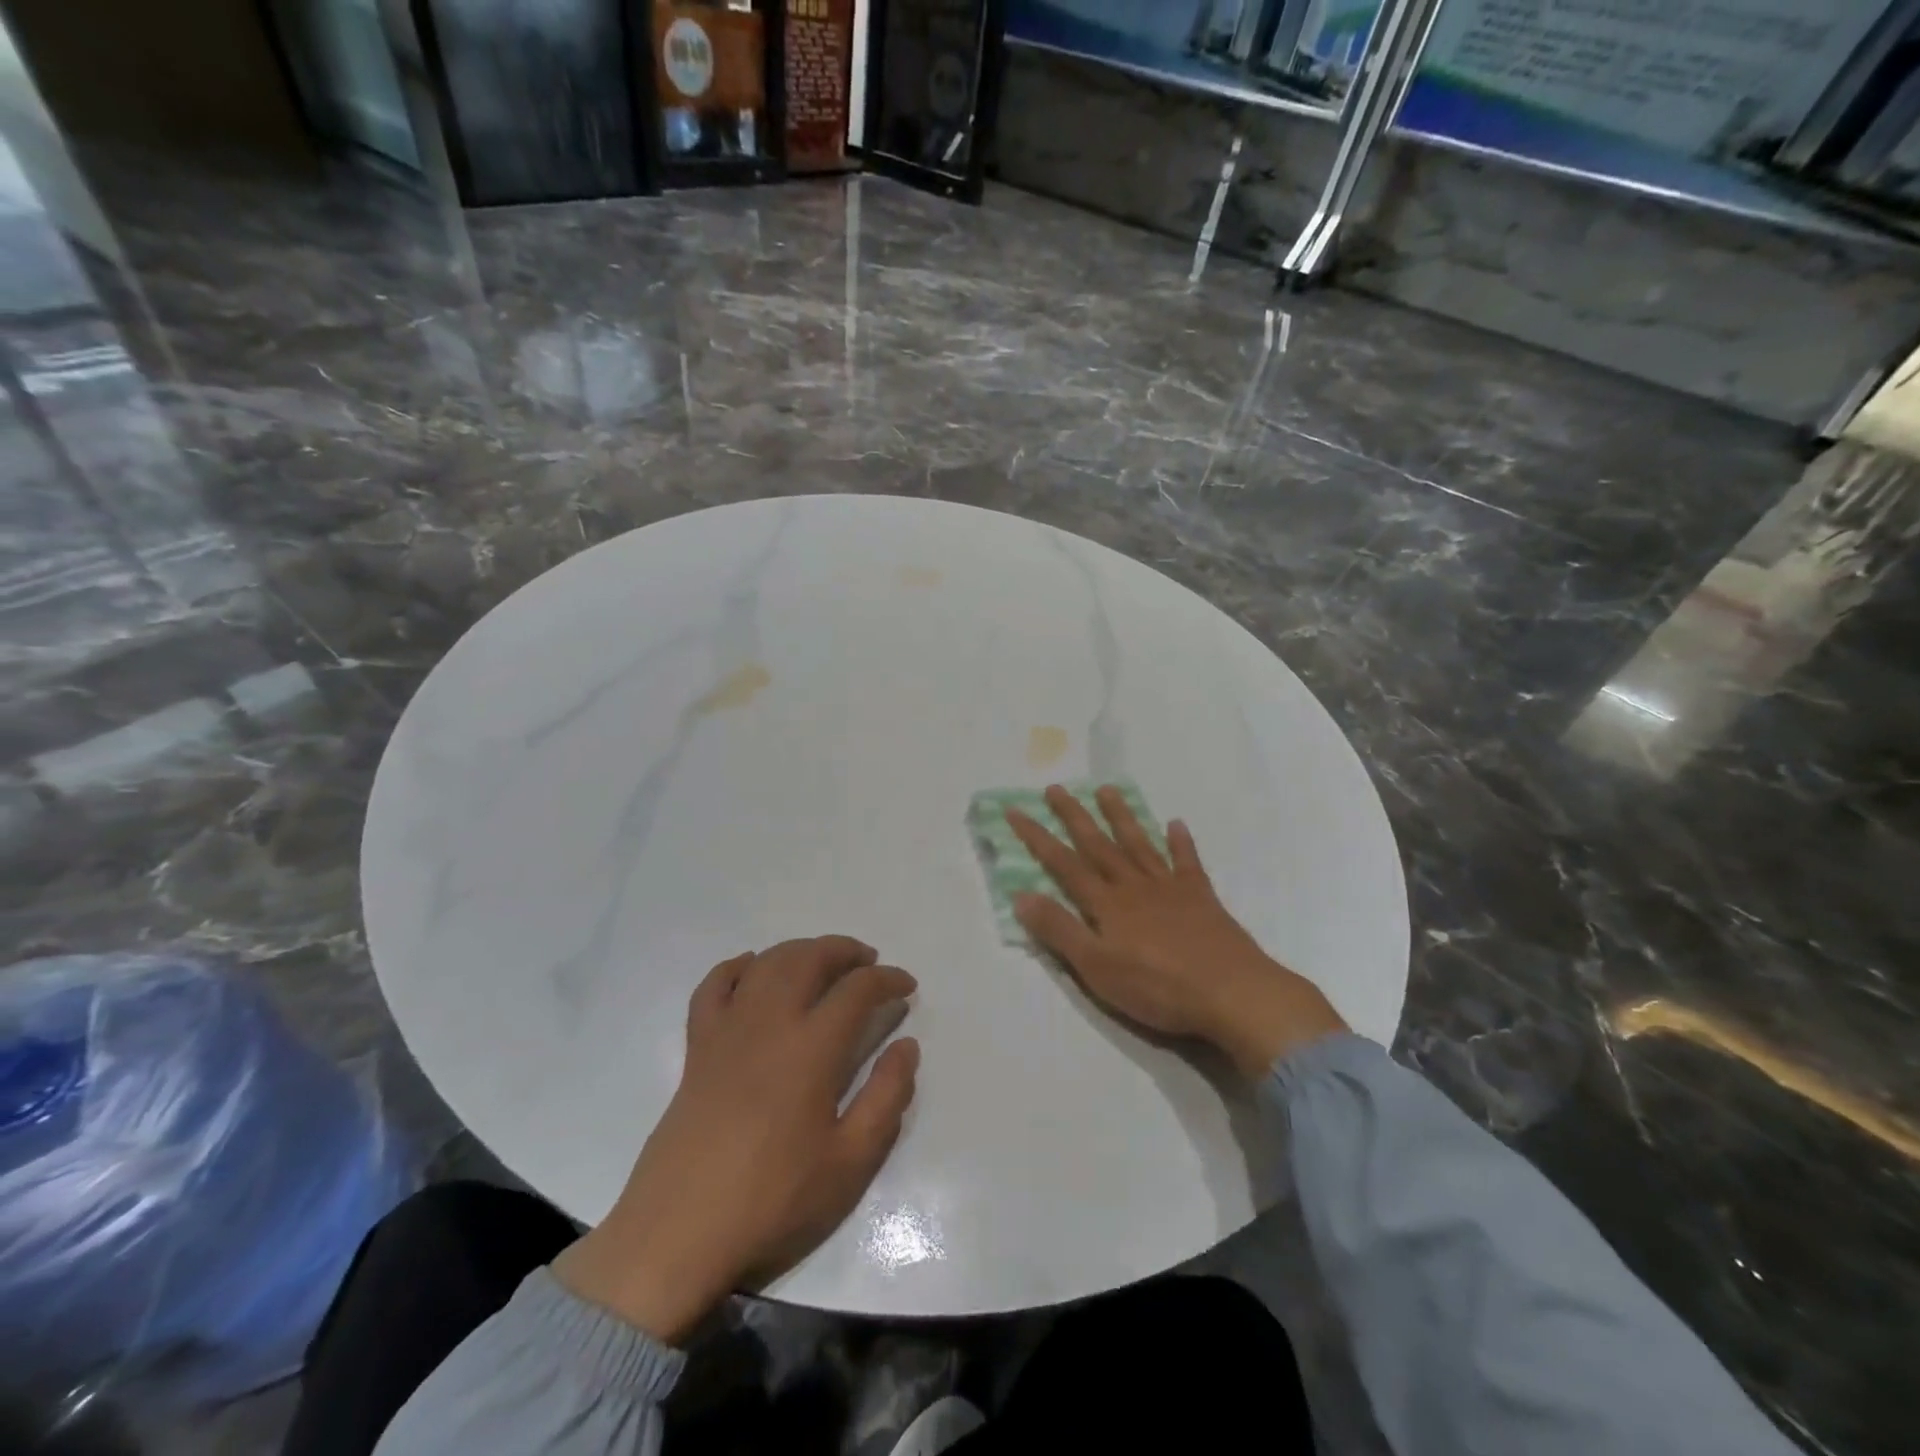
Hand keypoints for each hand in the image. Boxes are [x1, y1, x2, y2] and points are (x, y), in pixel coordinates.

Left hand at [552, 937, 918, 1343]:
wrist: (679, 1233)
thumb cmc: (773, 1200)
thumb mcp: (849, 1162)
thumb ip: (887, 1097)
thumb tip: (906, 1045)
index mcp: (812, 1048)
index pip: (858, 989)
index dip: (888, 979)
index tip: (907, 986)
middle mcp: (770, 1022)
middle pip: (810, 958)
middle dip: (845, 950)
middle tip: (868, 963)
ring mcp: (728, 1030)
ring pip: (767, 963)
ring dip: (801, 950)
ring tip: (823, 961)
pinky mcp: (697, 1047)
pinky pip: (713, 986)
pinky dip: (736, 967)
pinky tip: (752, 968)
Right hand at [1006, 785, 1347, 1080]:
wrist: (1231, 992)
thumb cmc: (1157, 987)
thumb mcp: (1096, 968)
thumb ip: (1059, 930)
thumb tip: (1021, 895)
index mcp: (1106, 904)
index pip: (1063, 863)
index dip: (1037, 837)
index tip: (1016, 810)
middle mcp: (1134, 885)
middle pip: (1098, 844)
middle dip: (1074, 816)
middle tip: (1056, 788)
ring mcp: (1170, 888)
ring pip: (1138, 843)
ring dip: (1121, 816)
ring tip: (1107, 789)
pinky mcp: (1201, 897)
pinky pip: (1187, 862)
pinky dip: (1181, 842)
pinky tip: (1176, 823)